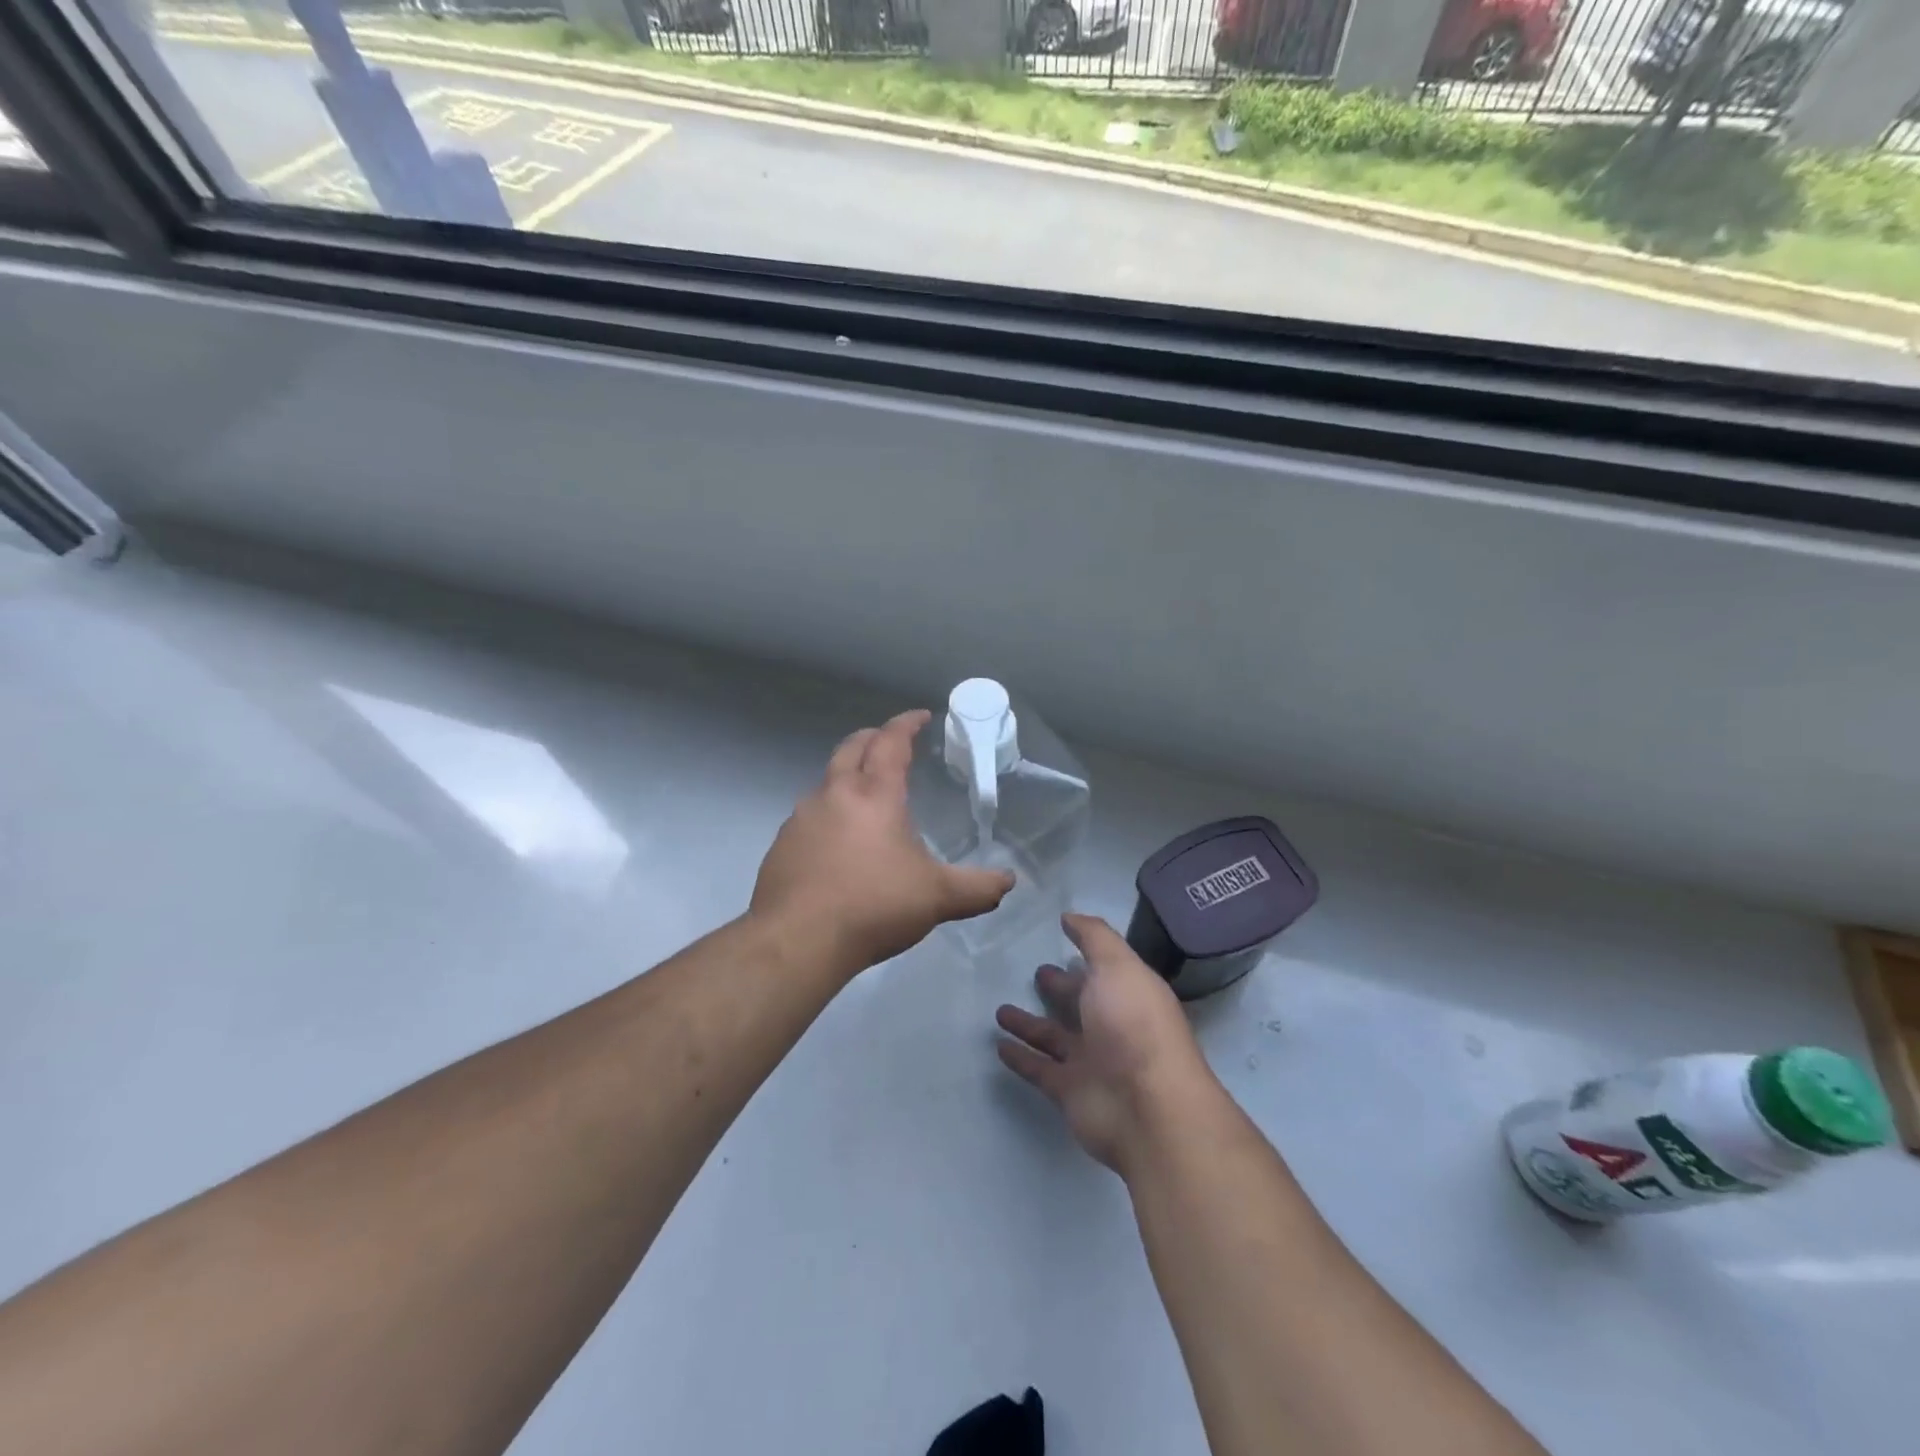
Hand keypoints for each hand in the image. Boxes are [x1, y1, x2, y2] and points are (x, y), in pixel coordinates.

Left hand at [750, 709, 1014, 976]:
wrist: (798, 941)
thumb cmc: (874, 906)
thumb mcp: (937, 898)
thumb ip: (978, 887)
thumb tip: (1009, 881)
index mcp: (874, 795)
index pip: (891, 742)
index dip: (907, 724)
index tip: (920, 716)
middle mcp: (834, 795)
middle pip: (851, 748)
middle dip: (872, 738)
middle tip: (889, 742)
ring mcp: (801, 819)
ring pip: (826, 782)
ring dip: (847, 777)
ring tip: (866, 798)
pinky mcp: (781, 846)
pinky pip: (809, 817)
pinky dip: (828, 815)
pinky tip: (837, 845)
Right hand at [995, 914, 1217, 1175]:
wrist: (1148, 1108)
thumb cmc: (1134, 1024)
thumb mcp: (1118, 966)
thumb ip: (1094, 938)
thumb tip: (1069, 916)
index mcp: (1129, 993)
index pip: (1103, 969)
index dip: (1085, 953)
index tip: (1060, 936)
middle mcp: (1112, 1026)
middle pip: (1081, 1003)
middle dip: (1061, 988)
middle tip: (1037, 973)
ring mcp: (1091, 1061)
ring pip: (1054, 1037)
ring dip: (1029, 1024)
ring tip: (1000, 1010)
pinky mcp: (1069, 1091)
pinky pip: (1039, 1069)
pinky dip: (1020, 1057)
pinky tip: (998, 1045)